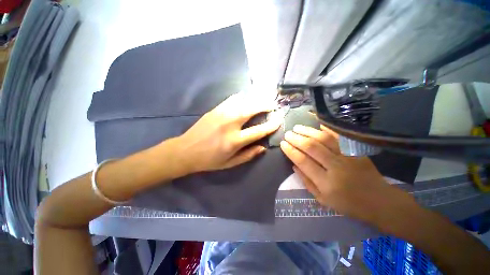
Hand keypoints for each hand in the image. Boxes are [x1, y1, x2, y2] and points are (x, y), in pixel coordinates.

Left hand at [177, 93, 281, 172]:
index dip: (271, 125)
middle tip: (273, 105)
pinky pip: (232, 99)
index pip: (258, 130)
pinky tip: (246, 98)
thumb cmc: (209, 160)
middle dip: (265, 105)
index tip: (279, 120)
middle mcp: (230, 124)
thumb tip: (263, 147)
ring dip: (255, 99)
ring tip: (263, 100)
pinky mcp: (215, 109)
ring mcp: (221, 114)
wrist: (185, 151)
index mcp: (234, 140)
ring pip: (243, 101)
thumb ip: (248, 155)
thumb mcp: (230, 163)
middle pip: (252, 109)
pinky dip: (242, 97)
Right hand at [280, 125, 413, 222]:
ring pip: (324, 139)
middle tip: (288, 134)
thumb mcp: (323, 199)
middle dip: (297, 139)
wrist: (379, 201)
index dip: (291, 151)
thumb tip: (294, 165)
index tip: (283, 144)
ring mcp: (348, 157)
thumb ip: (306, 182)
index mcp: (326, 183)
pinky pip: (340, 136)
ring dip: (308, 131)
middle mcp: (336, 167)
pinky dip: (328, 128)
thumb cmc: (348, 204)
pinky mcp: (357, 151)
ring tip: (297, 127)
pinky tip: (318, 123)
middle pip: (312, 148)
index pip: (303, 162)